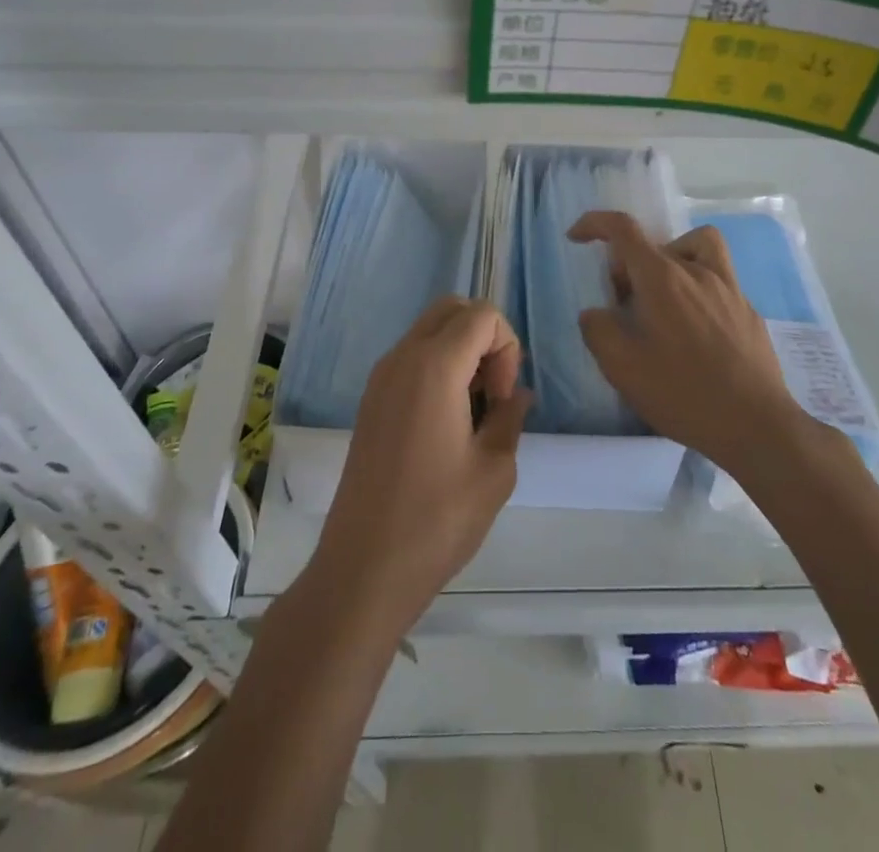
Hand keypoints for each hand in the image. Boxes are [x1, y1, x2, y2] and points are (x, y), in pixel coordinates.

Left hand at [313, 298, 530, 632]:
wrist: (363, 568)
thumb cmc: (436, 519)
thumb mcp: (494, 469)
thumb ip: (510, 417)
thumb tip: (515, 395)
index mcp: (434, 366)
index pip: (482, 315)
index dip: (507, 347)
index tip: (502, 399)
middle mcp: (402, 358)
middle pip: (453, 310)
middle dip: (485, 338)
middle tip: (493, 393)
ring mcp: (381, 378)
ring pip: (430, 330)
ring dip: (461, 352)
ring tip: (474, 410)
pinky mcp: (371, 400)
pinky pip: (412, 357)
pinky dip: (438, 367)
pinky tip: (449, 421)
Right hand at [570, 211, 803, 475]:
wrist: (756, 425)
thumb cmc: (683, 393)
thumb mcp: (622, 368)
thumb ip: (598, 330)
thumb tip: (596, 313)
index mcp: (662, 278)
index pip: (623, 229)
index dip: (595, 224)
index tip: (577, 237)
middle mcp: (696, 271)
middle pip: (655, 243)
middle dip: (629, 264)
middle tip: (622, 304)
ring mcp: (728, 288)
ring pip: (697, 247)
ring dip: (672, 258)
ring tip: (663, 297)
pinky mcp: (748, 310)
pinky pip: (718, 278)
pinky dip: (697, 286)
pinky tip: (694, 328)